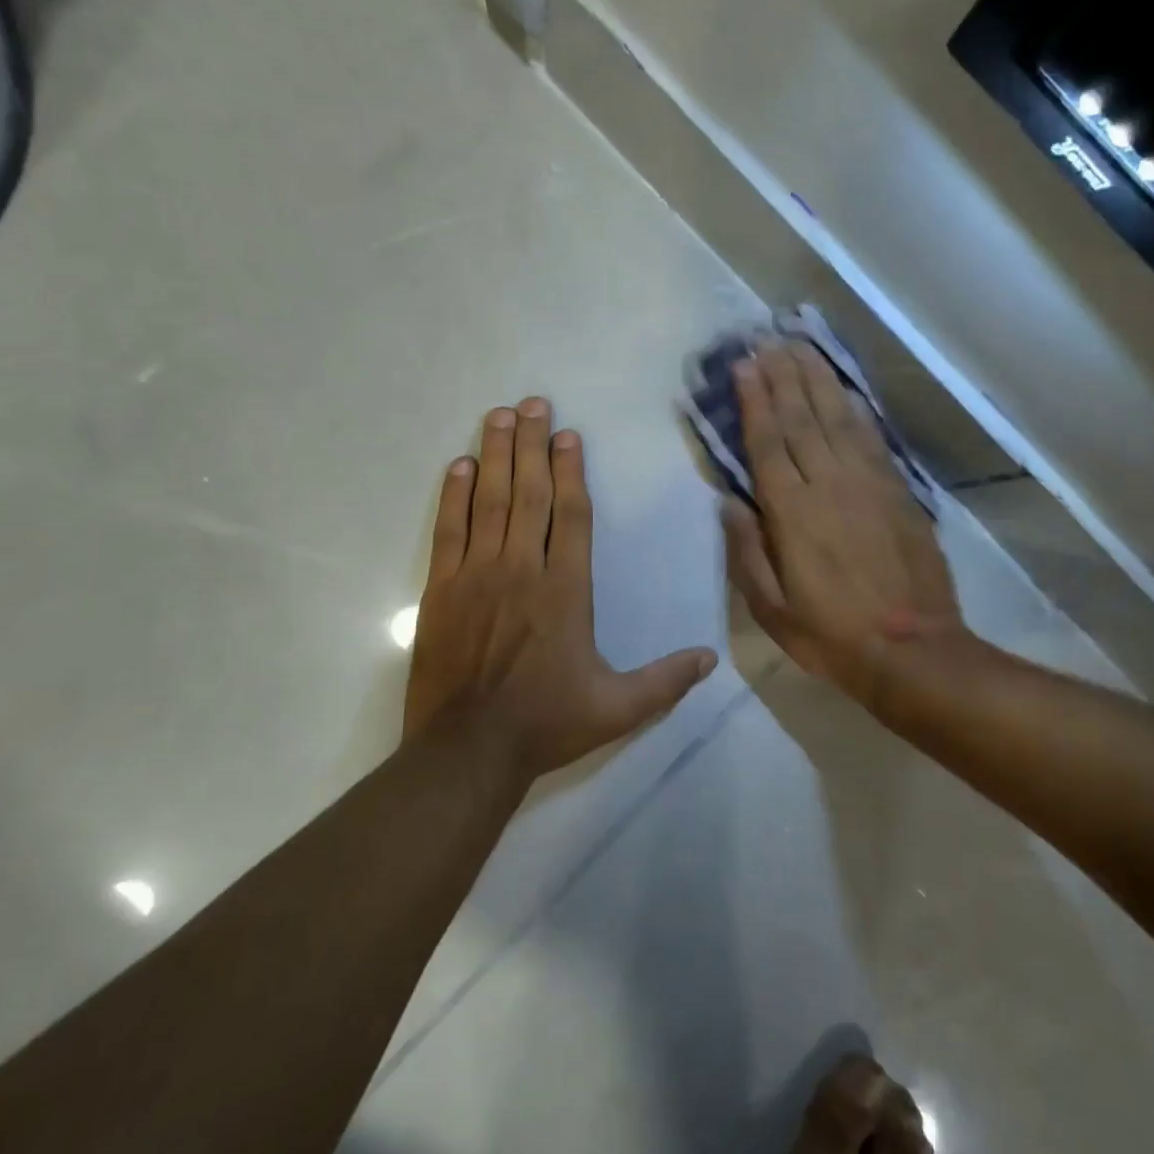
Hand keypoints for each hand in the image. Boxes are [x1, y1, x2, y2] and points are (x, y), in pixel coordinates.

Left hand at [404, 398, 717, 783]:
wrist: (468, 750)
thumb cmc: (546, 723)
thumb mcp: (617, 708)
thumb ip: (665, 681)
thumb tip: (711, 658)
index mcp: (566, 591)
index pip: (572, 516)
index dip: (570, 471)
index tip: (568, 435)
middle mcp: (523, 570)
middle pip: (529, 494)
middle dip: (532, 444)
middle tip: (533, 403)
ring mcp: (478, 575)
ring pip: (489, 502)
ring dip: (495, 455)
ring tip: (499, 416)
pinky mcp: (442, 589)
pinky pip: (449, 531)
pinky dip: (454, 496)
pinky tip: (459, 466)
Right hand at [722, 342, 967, 707]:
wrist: (913, 650)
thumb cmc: (831, 634)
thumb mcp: (771, 608)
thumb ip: (746, 551)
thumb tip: (728, 501)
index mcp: (793, 513)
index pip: (768, 443)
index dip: (755, 401)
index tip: (744, 365)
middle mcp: (829, 485)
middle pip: (802, 419)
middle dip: (782, 376)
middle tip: (768, 340)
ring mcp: (869, 484)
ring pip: (838, 419)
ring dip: (818, 380)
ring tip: (801, 347)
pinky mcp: (899, 492)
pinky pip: (872, 439)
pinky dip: (855, 409)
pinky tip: (845, 391)